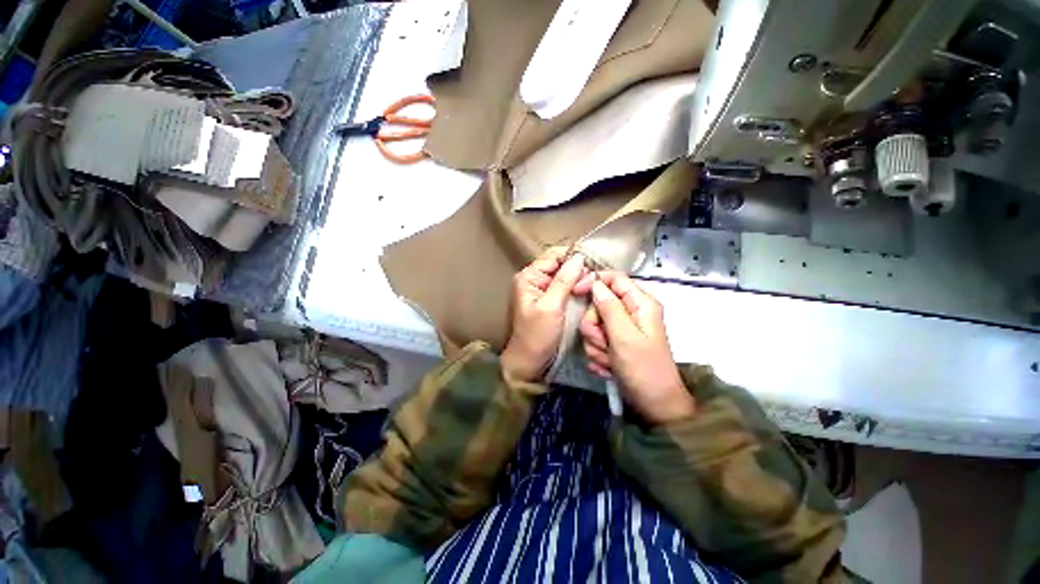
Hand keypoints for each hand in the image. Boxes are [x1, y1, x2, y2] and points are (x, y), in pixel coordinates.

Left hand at [501, 248, 587, 381]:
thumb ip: (563, 281)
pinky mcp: (549, 299)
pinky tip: (587, 291)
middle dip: (577, 268)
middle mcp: (534, 278)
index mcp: (529, 276)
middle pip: (559, 263)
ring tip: (594, 284)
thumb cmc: (537, 336)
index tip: (593, 264)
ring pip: (564, 275)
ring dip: (578, 278)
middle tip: (595, 278)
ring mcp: (542, 289)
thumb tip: (579, 257)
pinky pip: (565, 286)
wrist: (529, 361)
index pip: (553, 255)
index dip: (573, 256)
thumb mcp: (550, 307)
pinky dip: (576, 287)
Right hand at [575, 272, 694, 423]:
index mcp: (640, 303)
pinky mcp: (615, 343)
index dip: (593, 281)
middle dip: (594, 325)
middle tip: (604, 342)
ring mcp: (622, 329)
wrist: (654, 406)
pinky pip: (596, 340)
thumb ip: (609, 308)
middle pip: (598, 304)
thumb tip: (596, 284)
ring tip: (609, 358)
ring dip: (596, 343)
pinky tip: (609, 366)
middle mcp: (631, 312)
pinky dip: (598, 354)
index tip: (575, 292)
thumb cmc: (643, 370)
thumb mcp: (625, 337)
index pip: (613, 278)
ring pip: (594, 324)